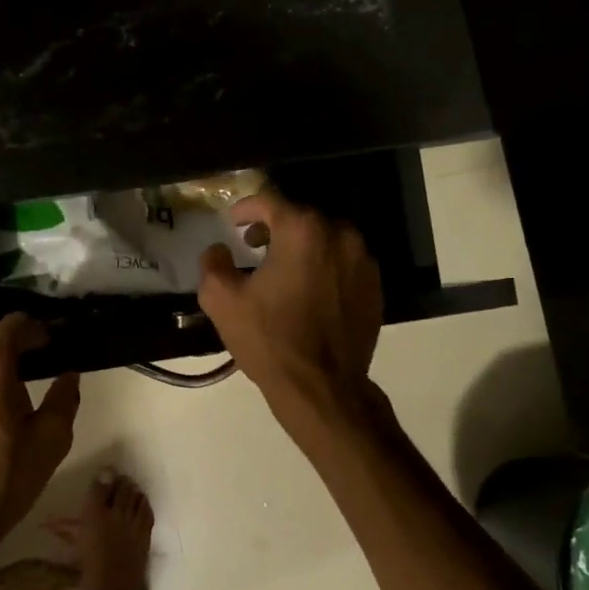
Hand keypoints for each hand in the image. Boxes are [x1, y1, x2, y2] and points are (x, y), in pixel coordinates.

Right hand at [197, 189, 383, 423]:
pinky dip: (323, 268)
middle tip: (253, 246)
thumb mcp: (222, 301)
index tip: (233, 222)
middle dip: (275, 228)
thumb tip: (219, 250)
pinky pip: (343, 265)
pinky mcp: (375, 288)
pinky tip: (307, 293)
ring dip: (301, 247)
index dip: (246, 208)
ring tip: (281, 270)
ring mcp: (363, 262)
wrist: (322, 387)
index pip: (270, 201)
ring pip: (326, 240)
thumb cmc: (270, 340)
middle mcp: (340, 236)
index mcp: (303, 231)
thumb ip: (213, 263)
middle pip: (302, 218)